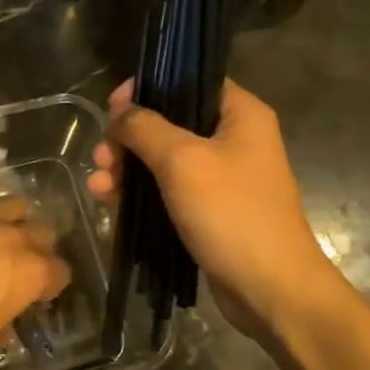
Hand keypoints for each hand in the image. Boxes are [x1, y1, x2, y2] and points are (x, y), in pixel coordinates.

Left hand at [0, 175, 71, 369]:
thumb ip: (2, 330)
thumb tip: (4, 324)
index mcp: (32, 274)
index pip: (60, 272)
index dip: (52, 283)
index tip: (40, 292)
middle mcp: (16, 239)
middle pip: (44, 233)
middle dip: (39, 247)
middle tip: (23, 262)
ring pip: (17, 205)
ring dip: (16, 217)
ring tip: (4, 230)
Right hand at [88, 78, 346, 342]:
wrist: (269, 289)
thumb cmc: (231, 213)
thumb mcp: (183, 161)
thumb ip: (146, 128)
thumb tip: (120, 112)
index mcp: (240, 114)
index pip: (190, 80)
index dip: (149, 88)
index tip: (114, 106)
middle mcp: (234, 139)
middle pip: (170, 122)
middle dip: (130, 138)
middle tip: (103, 155)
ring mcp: (222, 177)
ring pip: (164, 159)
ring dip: (128, 168)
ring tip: (100, 186)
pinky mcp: (209, 210)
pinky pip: (168, 190)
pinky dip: (140, 193)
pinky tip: (109, 202)